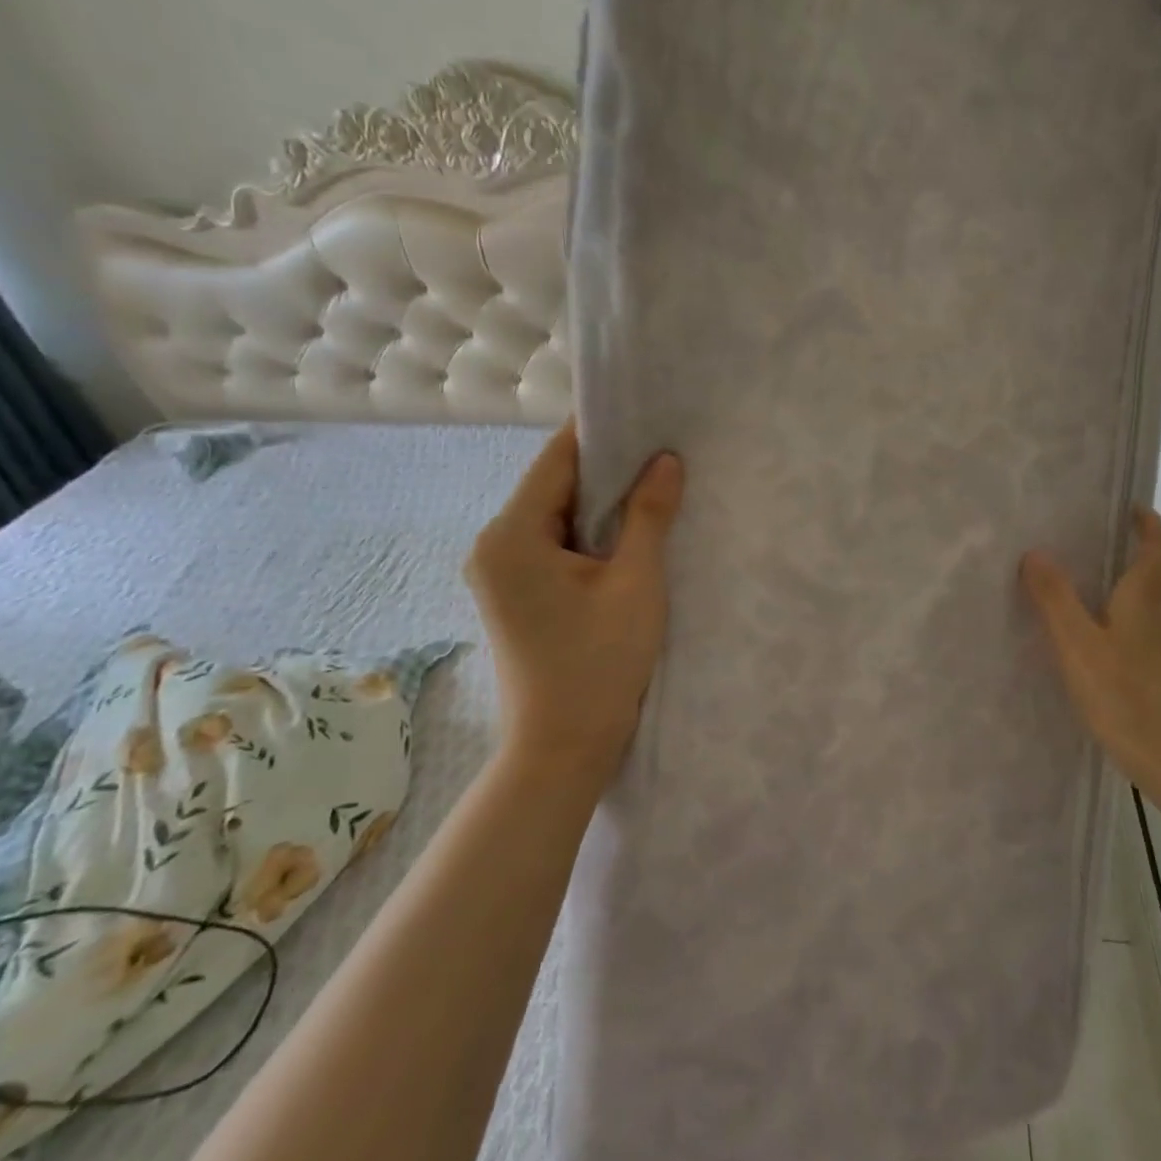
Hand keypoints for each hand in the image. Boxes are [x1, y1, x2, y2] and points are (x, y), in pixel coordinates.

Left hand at [465, 420, 684, 785]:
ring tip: (653, 484)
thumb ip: (648, 514)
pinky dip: (588, 534)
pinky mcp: (515, 594)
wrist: (562, 749)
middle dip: (606, 468)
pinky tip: (628, 531)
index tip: (643, 411)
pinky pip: (553, 545)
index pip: (556, 460)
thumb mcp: (635, 582)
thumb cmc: (600, 663)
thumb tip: (666, 459)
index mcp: (512, 535)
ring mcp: (500, 572)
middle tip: (661, 448)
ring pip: (556, 516)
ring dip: (600, 503)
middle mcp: (494, 545)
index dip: (599, 433)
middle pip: (554, 486)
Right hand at [1021, 509, 1160, 800]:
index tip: (1131, 508)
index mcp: (1145, 600)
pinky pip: (1154, 634)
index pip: (1159, 547)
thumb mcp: (1078, 644)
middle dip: (1146, 554)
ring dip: (1143, 588)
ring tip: (1106, 588)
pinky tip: (1109, 642)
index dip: (1149, 523)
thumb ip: (1055, 599)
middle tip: (1113, 546)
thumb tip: (1035, 553)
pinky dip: (1137, 622)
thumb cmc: (1126, 697)